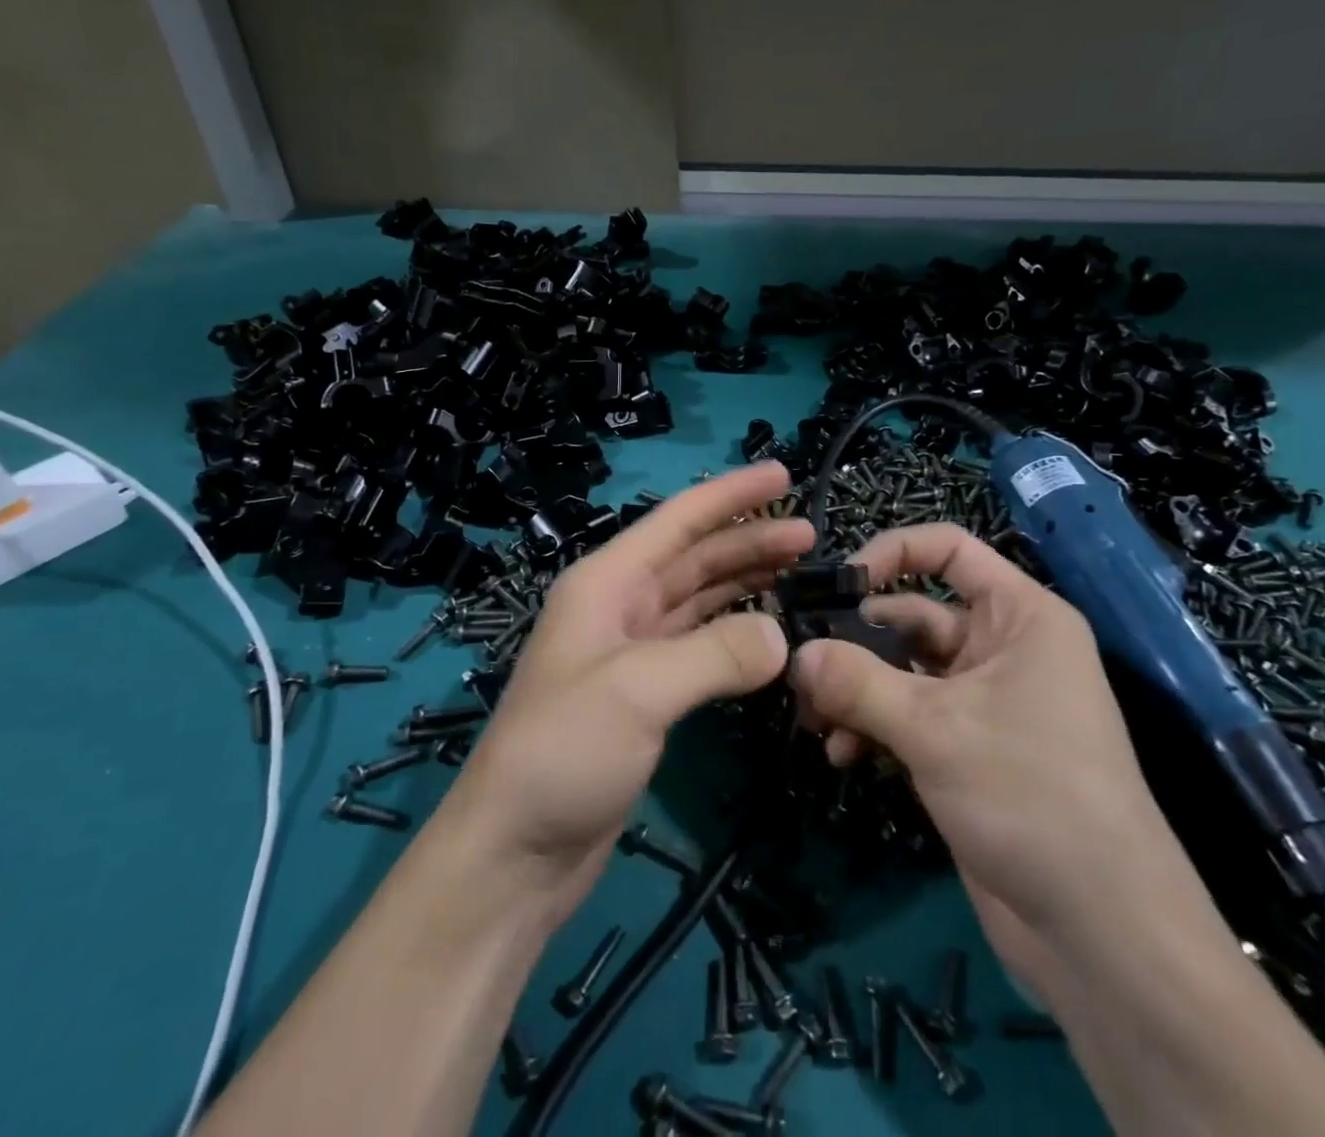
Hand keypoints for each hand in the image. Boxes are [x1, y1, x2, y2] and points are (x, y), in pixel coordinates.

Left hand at [443, 462, 807, 920]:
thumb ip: (716, 653)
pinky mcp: (645, 693)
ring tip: (799, 572)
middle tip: (810, 535)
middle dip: (749, 540)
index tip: (783, 474)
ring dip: (745, 580)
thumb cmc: (563, 752)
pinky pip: (699, 643)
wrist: (514, 852)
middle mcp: (618, 605)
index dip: (731, 495)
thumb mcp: (639, 690)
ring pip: (699, 598)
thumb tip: (784, 635)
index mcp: (606, 583)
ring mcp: (631, 650)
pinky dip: (734, 631)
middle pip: (693, 557)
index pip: (678, 521)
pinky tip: (768, 630)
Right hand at [788, 522, 1176, 934]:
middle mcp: (1001, 649)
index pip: (949, 550)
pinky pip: (906, 717)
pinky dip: (872, 728)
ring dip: (856, 691)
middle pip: (912, 617)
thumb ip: (857, 683)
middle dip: (856, 642)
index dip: (892, 552)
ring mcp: (982, 703)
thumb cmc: (1032, 796)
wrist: (1101, 934)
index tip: (837, 583)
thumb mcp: (936, 729)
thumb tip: (793, 653)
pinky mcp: (965, 751)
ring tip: (813, 720)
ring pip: (902, 672)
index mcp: (1018, 617)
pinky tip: (842, 757)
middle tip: (802, 667)